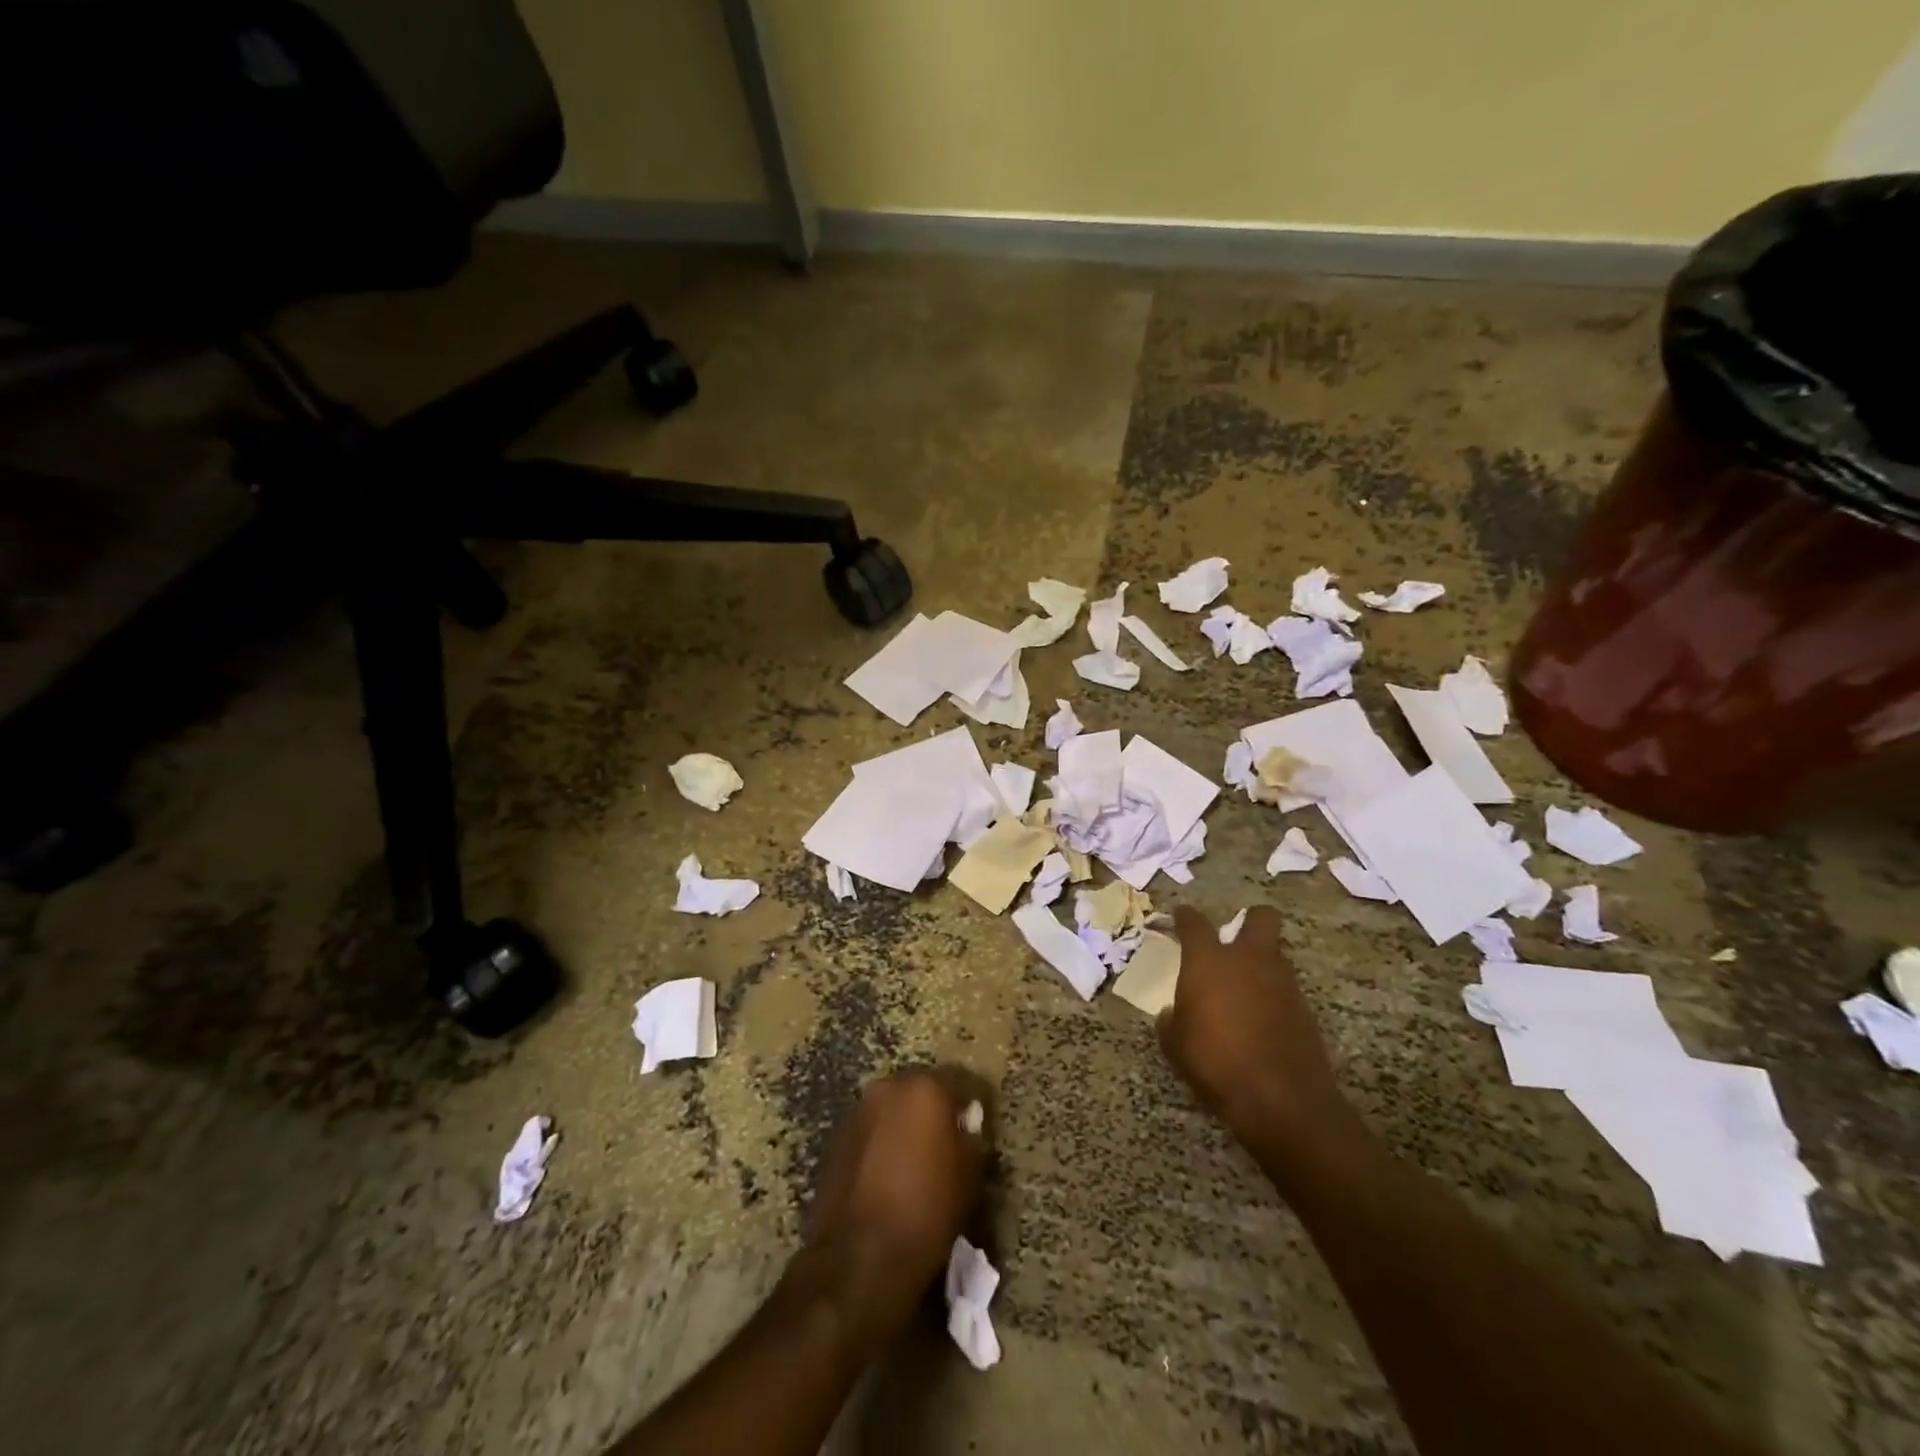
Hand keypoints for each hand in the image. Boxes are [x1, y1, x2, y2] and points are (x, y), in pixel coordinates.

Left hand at [802, 1068, 990, 1354]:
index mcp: (925, 1088)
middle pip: (922, 1088)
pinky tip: (890, 1170)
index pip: (962, 1079)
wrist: (859, 1257)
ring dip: (907, 1122)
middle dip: (937, 1107)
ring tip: (918, 1156)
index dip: (975, 1101)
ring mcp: (858, 1110)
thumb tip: (967, 1124)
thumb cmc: (927, 1211)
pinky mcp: (836, 1137)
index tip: (983, 1122)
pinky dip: (883, 1140)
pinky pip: (871, 1129)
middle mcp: (889, 1087)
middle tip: (950, 1137)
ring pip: (893, 1107)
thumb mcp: (969, 1175)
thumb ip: (971, 1137)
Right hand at [1159, 905, 1360, 1167]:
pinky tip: (1260, 1019)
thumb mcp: (1176, 1046)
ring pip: (1275, 953)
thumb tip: (1172, 1013)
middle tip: (1234, 939)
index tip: (1180, 916)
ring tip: (1244, 988)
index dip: (1185, 917)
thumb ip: (1171, 1021)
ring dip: (1261, 962)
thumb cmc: (1216, 1063)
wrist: (1282, 1099)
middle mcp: (1249, 960)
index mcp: (1209, 961)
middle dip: (1250, 921)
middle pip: (1260, 918)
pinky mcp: (1304, 1008)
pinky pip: (1285, 988)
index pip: (1194, 923)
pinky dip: (1273, 995)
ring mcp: (1282, 982)